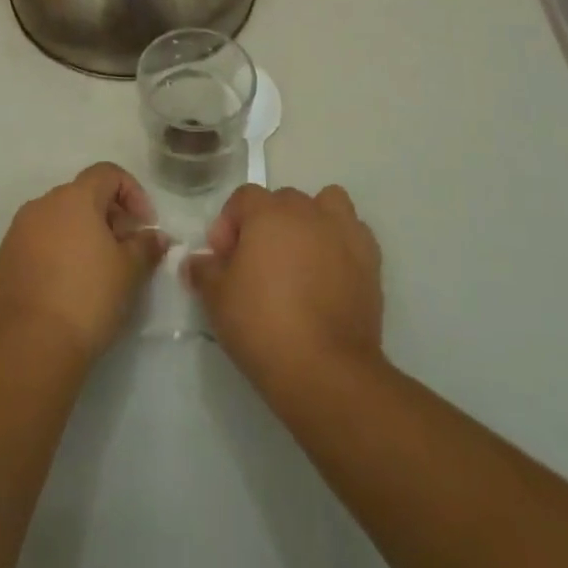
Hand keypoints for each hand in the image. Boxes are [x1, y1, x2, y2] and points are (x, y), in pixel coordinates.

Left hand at [0, 163, 167, 364]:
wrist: (28, 345)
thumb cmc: (87, 297)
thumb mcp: (129, 272)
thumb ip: (145, 246)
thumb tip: (156, 237)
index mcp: (74, 197)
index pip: (107, 173)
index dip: (132, 192)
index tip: (144, 225)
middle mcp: (42, 204)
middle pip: (82, 195)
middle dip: (108, 216)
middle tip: (124, 251)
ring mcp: (18, 231)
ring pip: (58, 220)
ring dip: (81, 235)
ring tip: (96, 271)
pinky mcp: (4, 259)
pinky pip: (38, 243)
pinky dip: (57, 254)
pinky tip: (67, 288)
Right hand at [186, 184, 383, 393]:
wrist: (325, 370)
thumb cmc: (262, 325)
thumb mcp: (217, 299)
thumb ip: (204, 270)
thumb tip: (196, 261)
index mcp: (268, 212)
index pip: (243, 198)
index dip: (228, 224)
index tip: (223, 259)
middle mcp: (308, 211)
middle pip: (283, 201)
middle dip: (267, 223)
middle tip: (257, 264)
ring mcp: (344, 232)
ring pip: (326, 205)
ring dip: (311, 221)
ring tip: (300, 257)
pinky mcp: (371, 260)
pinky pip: (353, 233)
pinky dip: (340, 244)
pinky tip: (330, 273)